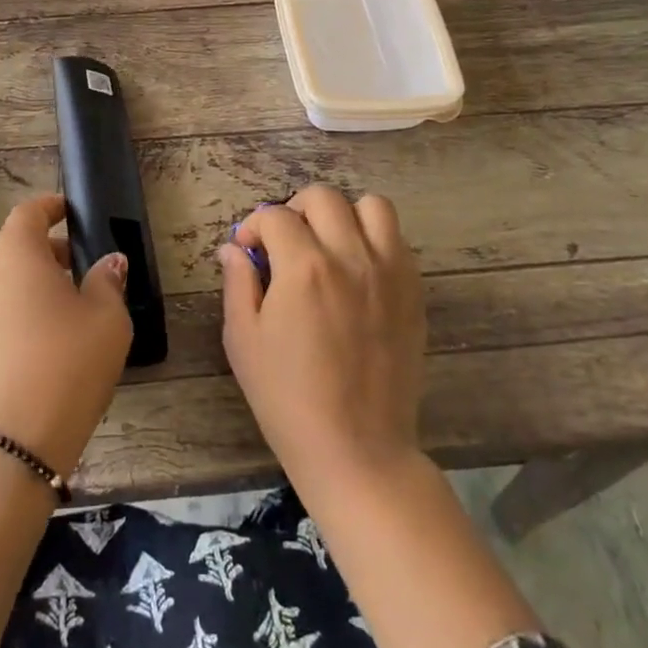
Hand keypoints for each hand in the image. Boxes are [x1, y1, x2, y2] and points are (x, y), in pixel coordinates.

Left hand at [0, 192, 132, 476]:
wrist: (3, 446)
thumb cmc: (64, 365)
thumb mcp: (107, 321)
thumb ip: (107, 282)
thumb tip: (108, 263)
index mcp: (13, 252)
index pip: (29, 212)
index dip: (51, 208)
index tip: (69, 212)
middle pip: (12, 247)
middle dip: (44, 251)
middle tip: (78, 269)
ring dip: (27, 285)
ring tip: (62, 311)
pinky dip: (12, 314)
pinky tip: (37, 346)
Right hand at [220, 186, 426, 498]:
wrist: (357, 449)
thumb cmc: (288, 398)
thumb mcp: (243, 341)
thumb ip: (238, 283)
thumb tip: (234, 249)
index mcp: (303, 268)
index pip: (275, 216)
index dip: (254, 227)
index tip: (249, 250)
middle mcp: (350, 257)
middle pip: (323, 197)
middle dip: (295, 210)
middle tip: (285, 242)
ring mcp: (389, 273)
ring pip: (372, 206)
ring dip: (343, 215)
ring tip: (328, 245)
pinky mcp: (414, 292)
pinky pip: (398, 240)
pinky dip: (374, 239)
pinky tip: (356, 270)